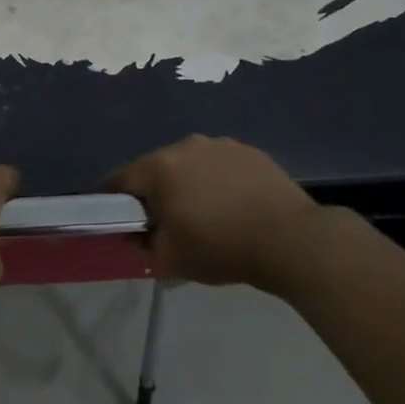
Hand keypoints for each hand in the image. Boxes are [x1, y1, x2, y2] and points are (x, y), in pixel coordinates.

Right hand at [109, 134, 322, 288]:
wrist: (293, 240)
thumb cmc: (221, 247)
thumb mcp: (169, 259)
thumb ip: (142, 246)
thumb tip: (138, 237)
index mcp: (159, 166)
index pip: (119, 179)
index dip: (111, 200)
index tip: (115, 220)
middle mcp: (186, 145)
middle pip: (155, 168)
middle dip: (153, 192)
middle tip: (162, 222)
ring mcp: (221, 145)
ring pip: (189, 164)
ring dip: (186, 184)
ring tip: (202, 214)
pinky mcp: (250, 152)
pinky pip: (219, 165)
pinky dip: (217, 182)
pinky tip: (231, 206)